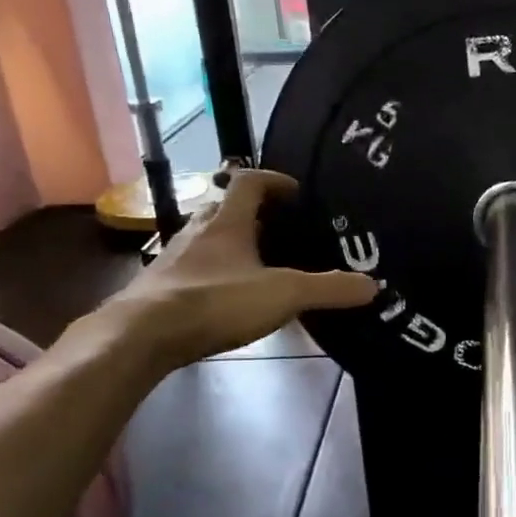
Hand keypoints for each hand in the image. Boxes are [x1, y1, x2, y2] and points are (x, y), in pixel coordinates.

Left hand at [105, 169, 376, 366]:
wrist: (142, 335)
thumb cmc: (216, 301)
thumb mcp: (284, 294)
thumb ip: (329, 289)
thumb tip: (373, 286)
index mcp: (227, 221)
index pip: (249, 182)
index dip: (274, 180)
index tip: (296, 192)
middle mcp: (198, 231)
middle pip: (224, 207)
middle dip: (252, 213)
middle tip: (281, 229)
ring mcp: (175, 258)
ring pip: (206, 237)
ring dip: (230, 241)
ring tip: (258, 262)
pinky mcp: (161, 287)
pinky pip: (193, 268)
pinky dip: (213, 272)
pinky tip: (227, 297)